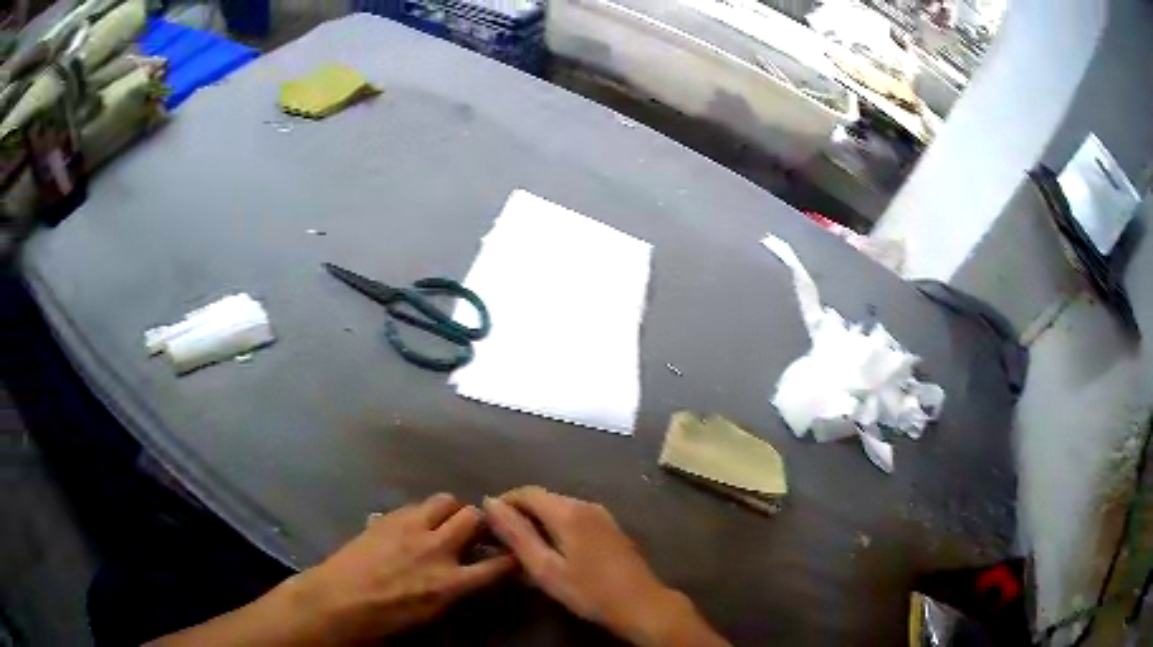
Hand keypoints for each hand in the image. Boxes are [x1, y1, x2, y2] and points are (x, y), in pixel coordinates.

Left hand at [151, 494, 514, 646]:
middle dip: (480, 522)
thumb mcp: (427, 618)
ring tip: (445, 522)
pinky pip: (414, 505)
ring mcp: (410, 528)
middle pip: (473, 517)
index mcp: (450, 583)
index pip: (498, 565)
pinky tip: (413, 524)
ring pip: (444, 500)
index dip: (513, 557)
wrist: (336, 602)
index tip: (516, 554)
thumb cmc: (383, 622)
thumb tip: (462, 581)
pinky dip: (421, 512)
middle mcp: (436, 549)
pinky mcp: (387, 518)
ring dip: (451, 509)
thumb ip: (450, 593)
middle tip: (476, 532)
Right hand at [483, 487, 727, 646]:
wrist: (641, 604)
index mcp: (567, 511)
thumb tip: (490, 503)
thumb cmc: (588, 590)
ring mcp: (601, 514)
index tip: (488, 527)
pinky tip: (553, 553)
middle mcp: (585, 504)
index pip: (525, 492)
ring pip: (558, 509)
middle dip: (519, 515)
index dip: (503, 504)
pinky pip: (574, 518)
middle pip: (542, 499)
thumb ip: (516, 534)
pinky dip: (556, 528)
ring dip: (537, 523)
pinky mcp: (609, 527)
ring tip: (524, 551)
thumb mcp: (545, 568)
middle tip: (503, 543)